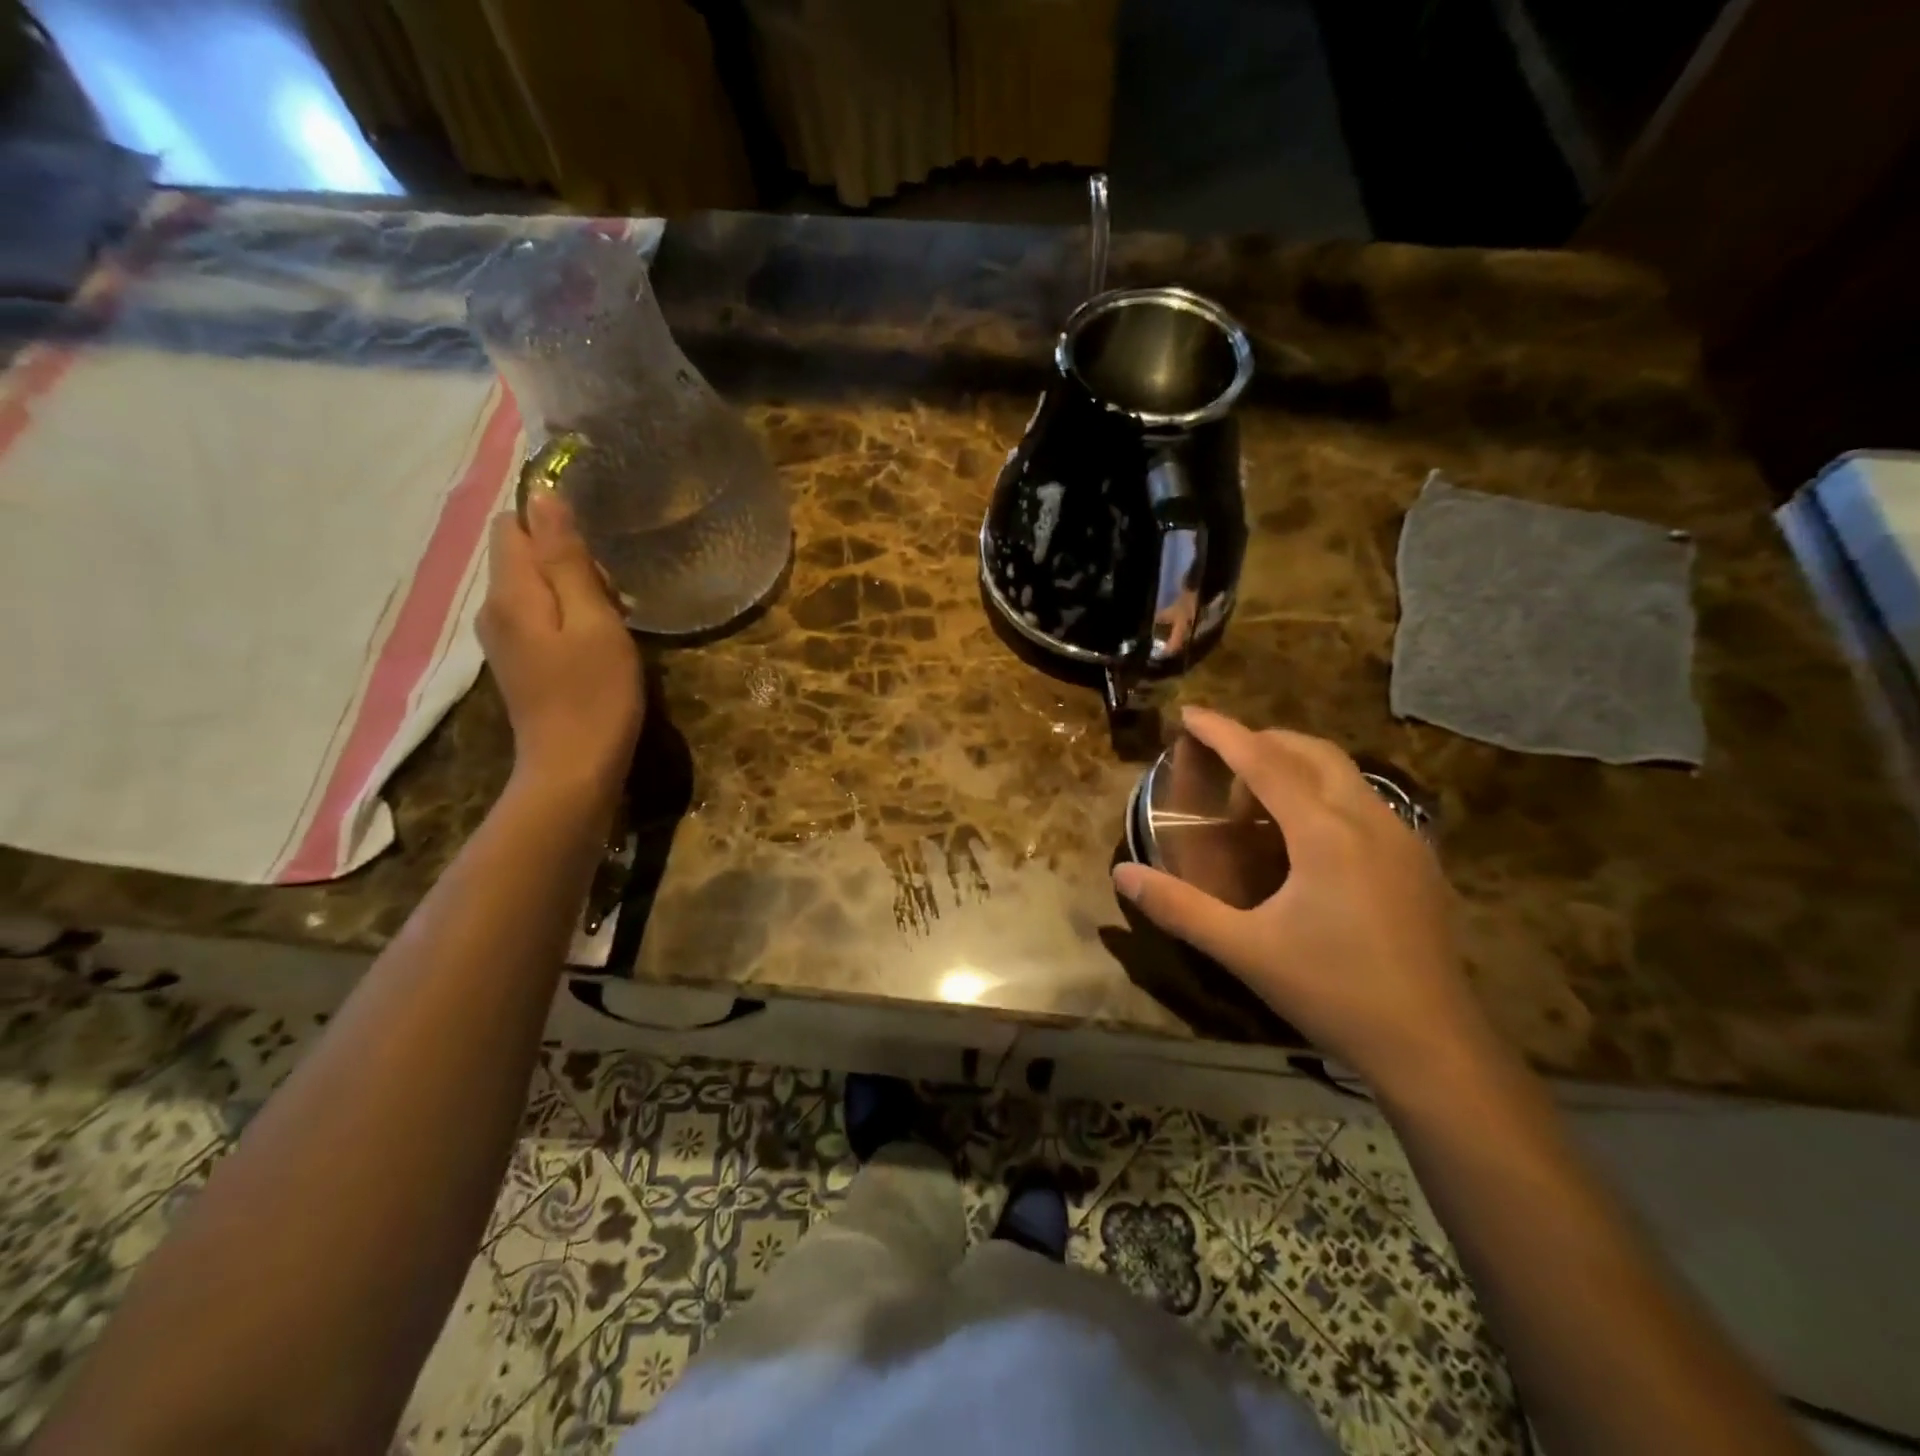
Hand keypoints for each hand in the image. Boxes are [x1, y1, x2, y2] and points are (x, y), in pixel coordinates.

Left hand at [478, 492, 641, 806]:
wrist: (573, 769)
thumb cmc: (595, 694)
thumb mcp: (594, 621)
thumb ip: (567, 559)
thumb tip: (543, 496)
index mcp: (511, 592)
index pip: (511, 524)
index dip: (551, 523)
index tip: (596, 555)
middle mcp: (493, 609)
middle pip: (522, 555)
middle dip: (569, 561)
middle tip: (613, 597)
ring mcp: (502, 639)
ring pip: (533, 587)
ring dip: (573, 592)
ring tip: (612, 623)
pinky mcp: (518, 662)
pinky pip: (537, 617)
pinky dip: (567, 618)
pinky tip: (596, 645)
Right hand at [1113, 707, 1494, 1097]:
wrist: (1433, 1047)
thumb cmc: (1332, 991)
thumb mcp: (1244, 950)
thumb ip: (1179, 907)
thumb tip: (1122, 874)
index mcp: (1325, 833)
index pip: (1264, 762)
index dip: (1223, 732)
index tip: (1190, 713)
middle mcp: (1369, 820)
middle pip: (1311, 752)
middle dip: (1262, 742)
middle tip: (1220, 762)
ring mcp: (1403, 838)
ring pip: (1344, 774)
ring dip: (1295, 768)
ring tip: (1255, 801)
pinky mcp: (1418, 862)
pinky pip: (1363, 802)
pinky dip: (1324, 795)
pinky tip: (1306, 838)